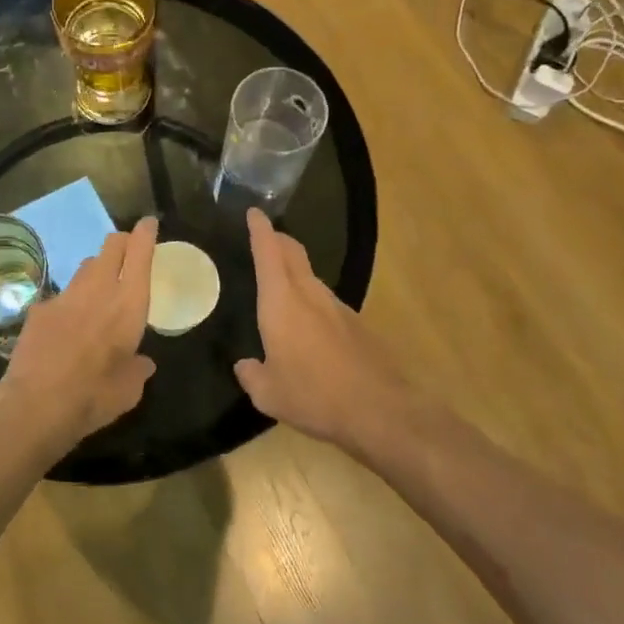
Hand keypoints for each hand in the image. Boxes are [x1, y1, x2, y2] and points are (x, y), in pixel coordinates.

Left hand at [0, 216, 158, 449]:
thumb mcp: (130, 389)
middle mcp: (98, 289)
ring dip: (96, 271)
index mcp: (129, 304)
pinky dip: (69, 304)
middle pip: (111, 246)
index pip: (139, 253)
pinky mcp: (40, 308)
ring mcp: (65, 296)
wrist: (35, 404)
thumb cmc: (94, 396)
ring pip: (85, 267)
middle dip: (121, 242)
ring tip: (99, 290)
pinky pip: (61, 296)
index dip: (145, 233)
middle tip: (127, 251)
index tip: (148, 223)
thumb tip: (142, 362)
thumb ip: (138, 369)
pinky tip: (65, 327)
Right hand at [235, 210, 419, 452]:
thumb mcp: (269, 394)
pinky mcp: (357, 325)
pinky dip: (312, 302)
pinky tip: (309, 328)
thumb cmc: (313, 395)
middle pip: (293, 254)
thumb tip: (245, 366)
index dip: (260, 230)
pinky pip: (326, 302)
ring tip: (282, 286)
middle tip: (266, 238)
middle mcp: (310, 294)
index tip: (254, 213)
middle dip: (279, 241)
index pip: (269, 252)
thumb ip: (251, 375)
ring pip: (311, 277)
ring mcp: (338, 307)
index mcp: (282, 302)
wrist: (378, 410)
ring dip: (296, 272)